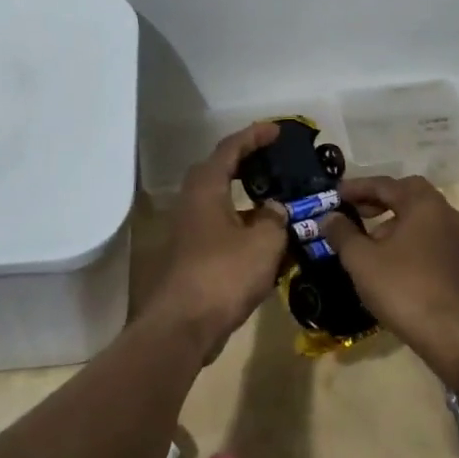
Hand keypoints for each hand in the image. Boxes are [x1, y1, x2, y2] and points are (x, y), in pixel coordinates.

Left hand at [148, 123, 288, 354]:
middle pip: (220, 171)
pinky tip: (265, 237)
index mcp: (206, 189)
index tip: (277, 130)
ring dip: (245, 196)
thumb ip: (276, 218)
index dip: (254, 136)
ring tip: (276, 197)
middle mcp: (192, 203)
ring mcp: (189, 230)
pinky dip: (242, 222)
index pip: (230, 149)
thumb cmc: (223, 275)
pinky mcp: (192, 255)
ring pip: (220, 201)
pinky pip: (221, 226)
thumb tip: (275, 209)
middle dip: (246, 162)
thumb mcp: (264, 242)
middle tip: (274, 159)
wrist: (182, 327)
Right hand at [321, 176, 458, 376]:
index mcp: (423, 203)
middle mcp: (443, 213)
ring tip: (367, 240)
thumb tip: (330, 217)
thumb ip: (343, 233)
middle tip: (354, 210)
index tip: (335, 194)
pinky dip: (406, 238)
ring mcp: (454, 238)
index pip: (385, 184)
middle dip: (378, 200)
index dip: (357, 187)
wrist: (450, 332)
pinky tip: (388, 260)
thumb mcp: (361, 259)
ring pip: (418, 217)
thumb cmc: (402, 286)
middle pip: (407, 195)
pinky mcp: (457, 261)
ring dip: (392, 221)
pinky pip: (427, 237)